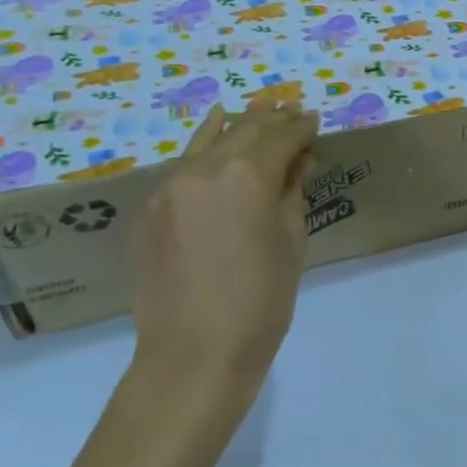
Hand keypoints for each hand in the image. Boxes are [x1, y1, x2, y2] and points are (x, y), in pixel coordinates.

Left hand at [129, 102, 319, 399]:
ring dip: (237, 125)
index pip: (281, 135)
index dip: (302, 126)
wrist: (194, 354)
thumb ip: (292, 189)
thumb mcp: (292, 238)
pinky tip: (215, 136)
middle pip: (244, 129)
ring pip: (209, 140)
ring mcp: (169, 187)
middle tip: (293, 115)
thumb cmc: (261, 299)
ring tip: (257, 112)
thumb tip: (298, 159)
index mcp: (246, 175)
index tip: (316, 121)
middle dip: (272, 119)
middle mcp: (203, 169)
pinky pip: (184, 166)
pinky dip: (206, 148)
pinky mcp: (150, 209)